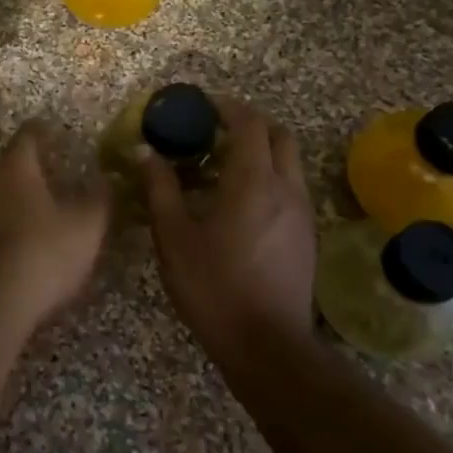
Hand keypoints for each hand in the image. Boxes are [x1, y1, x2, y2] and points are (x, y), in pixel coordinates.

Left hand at [0, 121, 109, 331]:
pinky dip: (18, 221)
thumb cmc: (44, 251)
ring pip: (5, 192)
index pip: (29, 134)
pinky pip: (0, 220)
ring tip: (53, 201)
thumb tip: (107, 179)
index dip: (46, 130)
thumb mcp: (87, 224)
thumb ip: (100, 197)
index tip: (62, 132)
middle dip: (37, 164)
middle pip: (14, 163)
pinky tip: (36, 235)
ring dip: (26, 194)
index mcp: (16, 166)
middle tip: (64, 167)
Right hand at [139, 99, 316, 352]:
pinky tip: (238, 204)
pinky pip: (291, 188)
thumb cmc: (213, 286)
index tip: (201, 106)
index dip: (226, 107)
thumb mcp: (174, 237)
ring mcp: (303, 213)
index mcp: (254, 181)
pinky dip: (268, 178)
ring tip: (221, 168)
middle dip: (249, 124)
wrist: (266, 346)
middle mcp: (287, 188)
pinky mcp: (307, 237)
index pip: (249, 123)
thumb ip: (159, 189)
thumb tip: (145, 152)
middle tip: (214, 132)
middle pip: (279, 135)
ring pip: (289, 163)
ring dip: (260, 152)